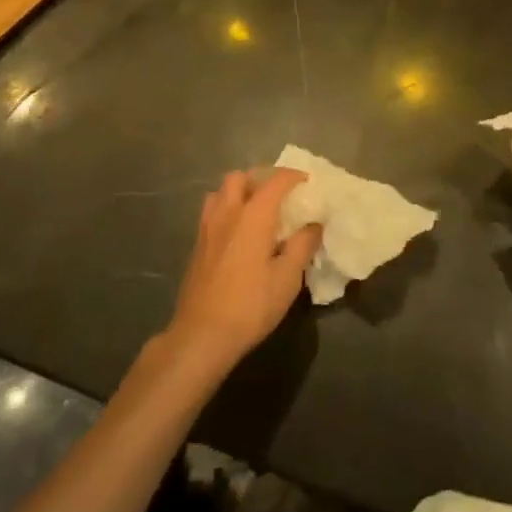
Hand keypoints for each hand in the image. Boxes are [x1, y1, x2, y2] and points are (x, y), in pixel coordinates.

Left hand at [165, 169, 322, 375]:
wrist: (201, 336)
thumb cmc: (250, 305)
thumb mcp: (288, 278)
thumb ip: (303, 245)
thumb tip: (314, 224)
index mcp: (252, 216)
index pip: (274, 181)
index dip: (293, 176)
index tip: (307, 181)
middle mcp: (227, 213)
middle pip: (239, 177)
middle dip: (260, 178)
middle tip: (278, 194)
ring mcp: (207, 229)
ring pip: (219, 192)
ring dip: (239, 192)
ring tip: (256, 211)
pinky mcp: (197, 246)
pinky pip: (211, 212)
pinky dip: (227, 210)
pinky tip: (239, 234)